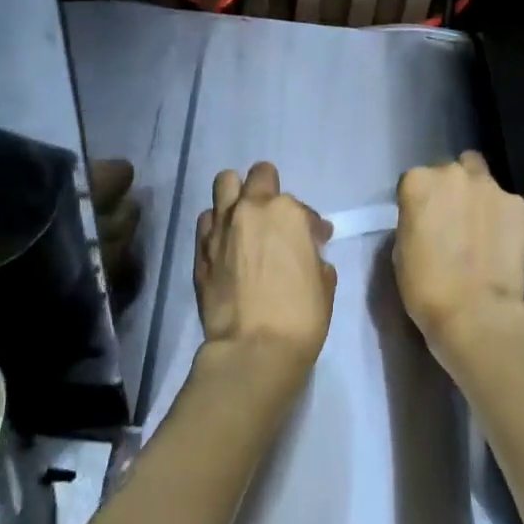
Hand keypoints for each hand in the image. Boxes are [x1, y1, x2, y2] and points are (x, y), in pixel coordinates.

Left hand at [195, 162, 336, 381]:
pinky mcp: (199, 250)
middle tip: (275, 217)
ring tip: (245, 220)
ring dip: (237, 196)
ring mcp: (220, 227)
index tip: (315, 241)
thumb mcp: (323, 282)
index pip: (301, 207)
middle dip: (269, 189)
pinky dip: (217, 225)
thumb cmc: (300, 315)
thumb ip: (313, 256)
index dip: (311, 224)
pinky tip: (226, 244)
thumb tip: (305, 253)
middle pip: (258, 176)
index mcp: (287, 213)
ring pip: (224, 185)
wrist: (254, 347)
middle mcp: (250, 209)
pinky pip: (206, 221)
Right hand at [394, 152, 523, 357]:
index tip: (424, 221)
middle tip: (453, 220)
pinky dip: (502, 216)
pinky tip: (501, 242)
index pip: (415, 180)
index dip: (419, 201)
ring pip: (481, 178)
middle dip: (451, 190)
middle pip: (451, 171)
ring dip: (478, 195)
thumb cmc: (425, 287)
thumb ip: (415, 220)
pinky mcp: (519, 205)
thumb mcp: (402, 248)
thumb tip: (430, 219)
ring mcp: (491, 186)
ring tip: (481, 227)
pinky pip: (506, 203)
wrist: (475, 312)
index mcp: (418, 182)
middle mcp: (454, 173)